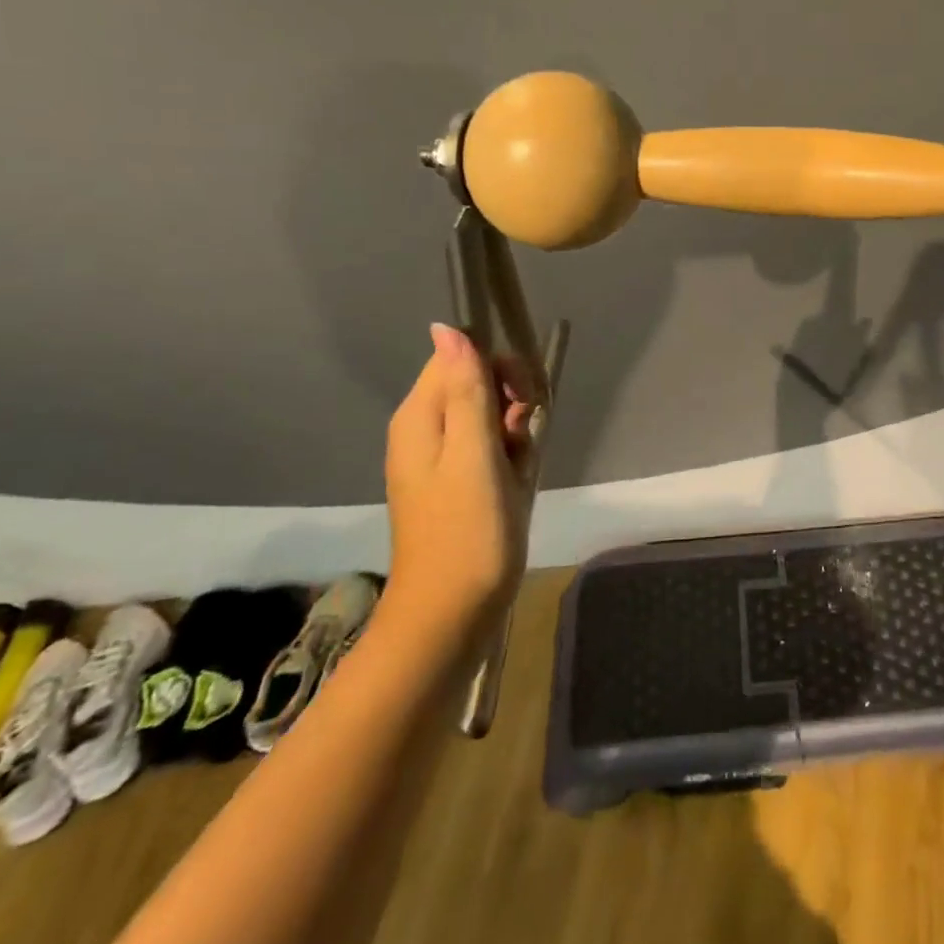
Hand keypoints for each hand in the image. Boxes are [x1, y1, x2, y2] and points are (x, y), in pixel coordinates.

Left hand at [382, 323, 536, 638]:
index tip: (523, 401)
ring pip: (490, 416)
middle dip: (511, 403)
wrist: (450, 616)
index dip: (499, 368)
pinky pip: (489, 448)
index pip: (460, 356)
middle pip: (476, 383)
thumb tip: (447, 327)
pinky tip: (516, 483)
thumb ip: (465, 390)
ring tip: (518, 469)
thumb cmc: (467, 532)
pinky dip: (510, 458)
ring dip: (515, 434)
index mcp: (420, 417)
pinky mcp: (456, 483)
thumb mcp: (474, 454)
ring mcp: (439, 459)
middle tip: (522, 439)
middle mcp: (423, 430)